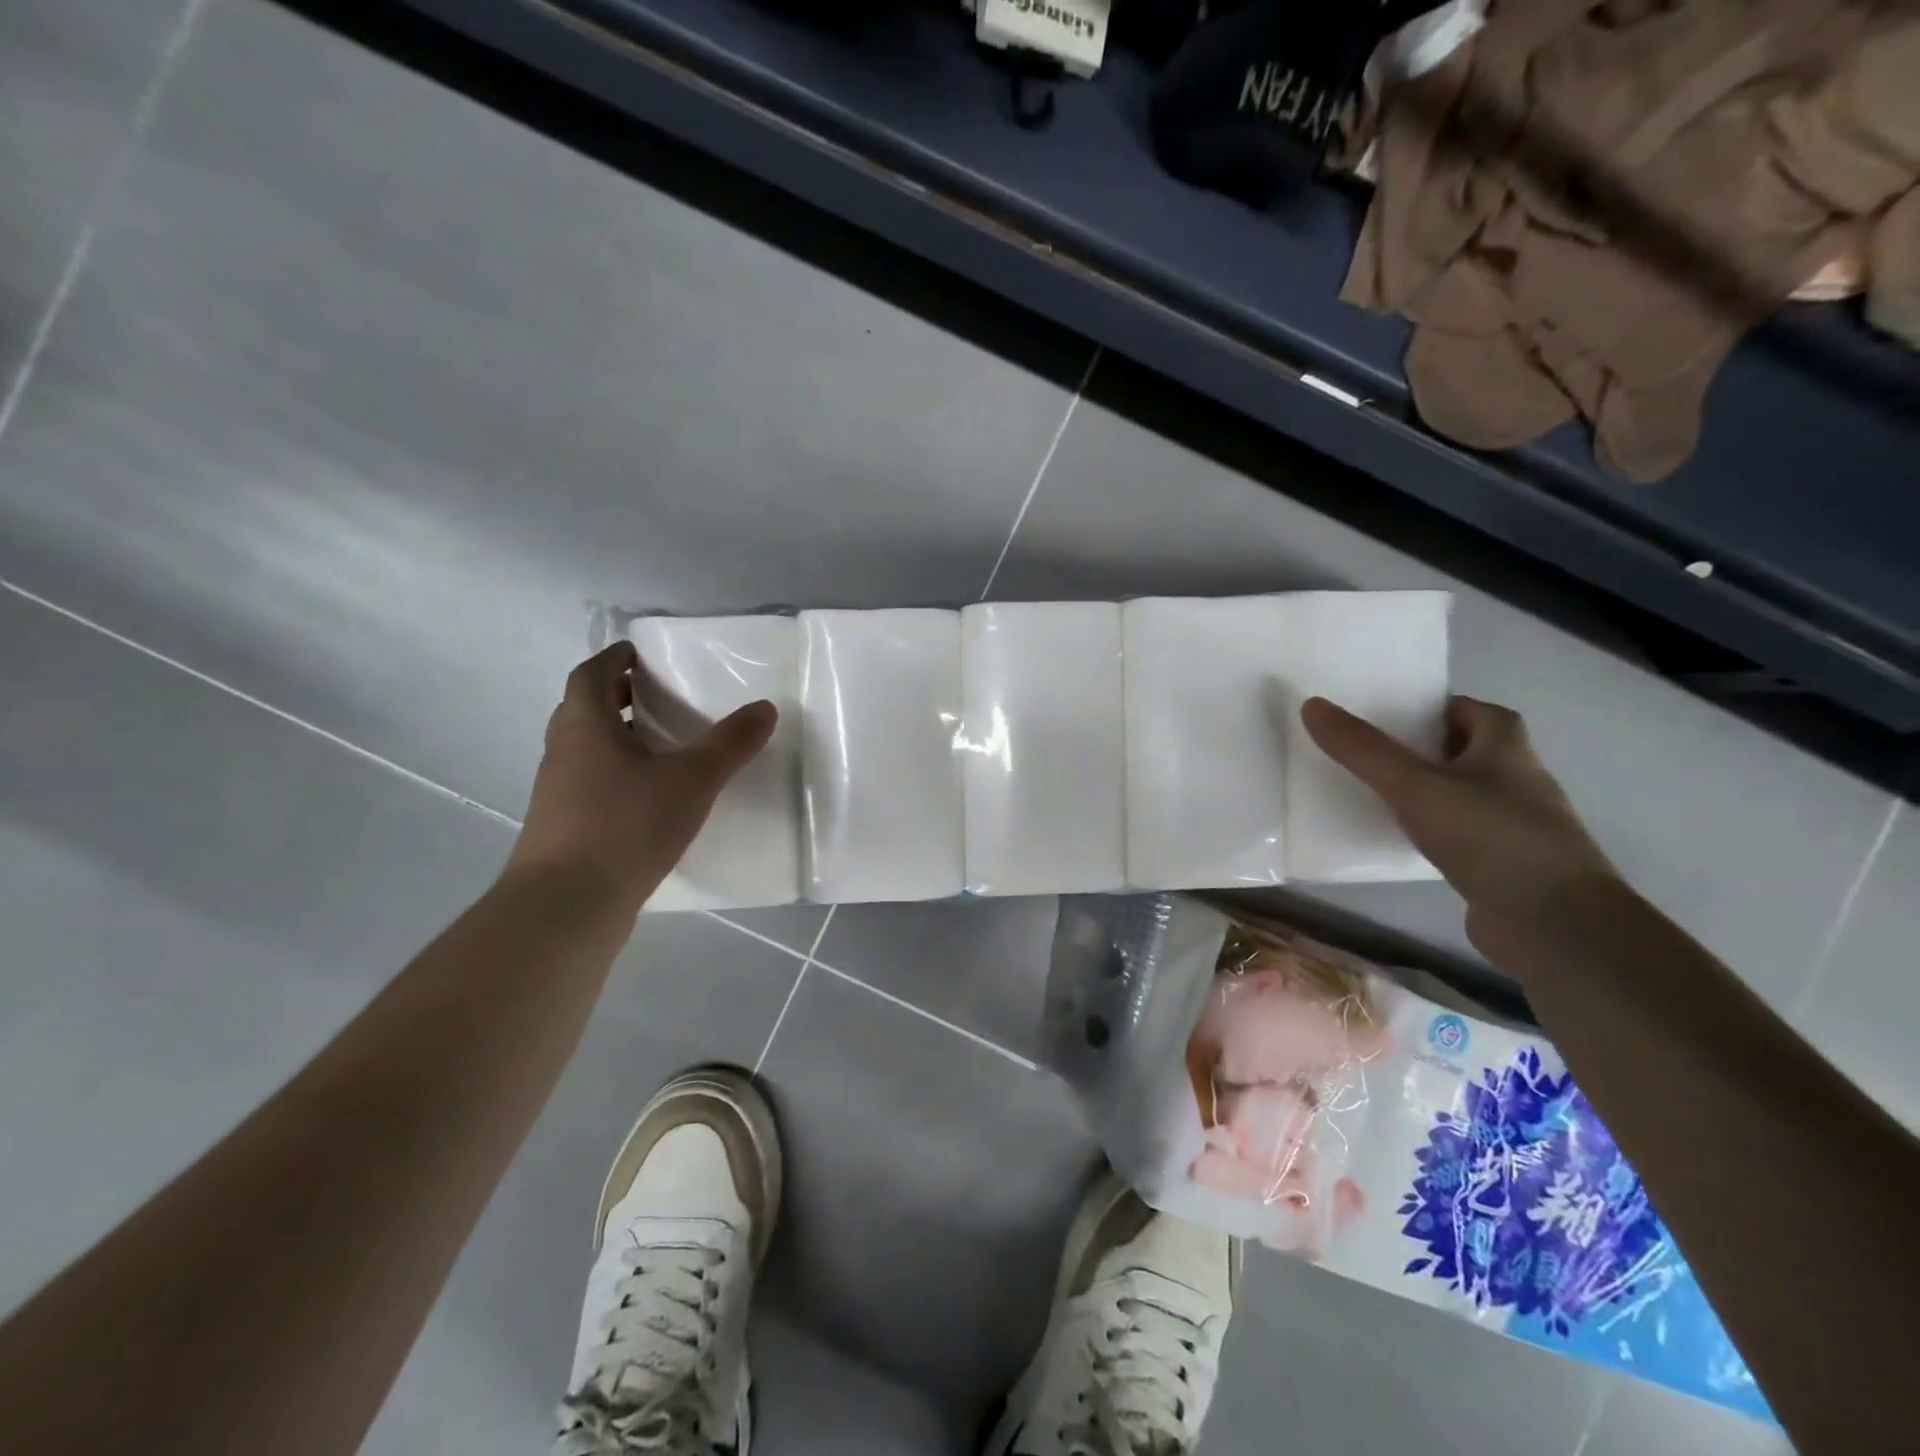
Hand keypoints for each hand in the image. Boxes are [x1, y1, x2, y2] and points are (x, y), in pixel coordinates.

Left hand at [505, 643, 776, 912]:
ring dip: (616, 739)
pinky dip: (615, 778)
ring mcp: (558, 795)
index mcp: (585, 727)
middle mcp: (563, 754)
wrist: (567, 906)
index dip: (613, 660)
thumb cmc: (626, 826)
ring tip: (660, 747)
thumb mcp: (692, 780)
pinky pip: (589, 786)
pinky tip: (649, 800)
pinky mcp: (563, 830)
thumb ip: (730, 743)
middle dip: (616, 697)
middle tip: (656, 697)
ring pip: (585, 751)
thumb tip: (766, 707)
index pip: (590, 676)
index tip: (639, 655)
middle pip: (583, 711)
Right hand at [1300, 696, 1622, 953]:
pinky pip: (1459, 835)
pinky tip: (1398, 841)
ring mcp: (1515, 825)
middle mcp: (1518, 779)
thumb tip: (1312, 705)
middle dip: (1421, 749)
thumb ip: (1362, 749)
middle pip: (1465, 751)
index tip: (1387, 717)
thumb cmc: (1489, 837)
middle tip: (1368, 753)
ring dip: (1426, 792)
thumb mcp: (1414, 786)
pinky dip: (1431, 832)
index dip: (1433, 708)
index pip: (1471, 710)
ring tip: (1373, 794)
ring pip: (1462, 795)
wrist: (1554, 923)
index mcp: (1506, 748)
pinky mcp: (1504, 865)